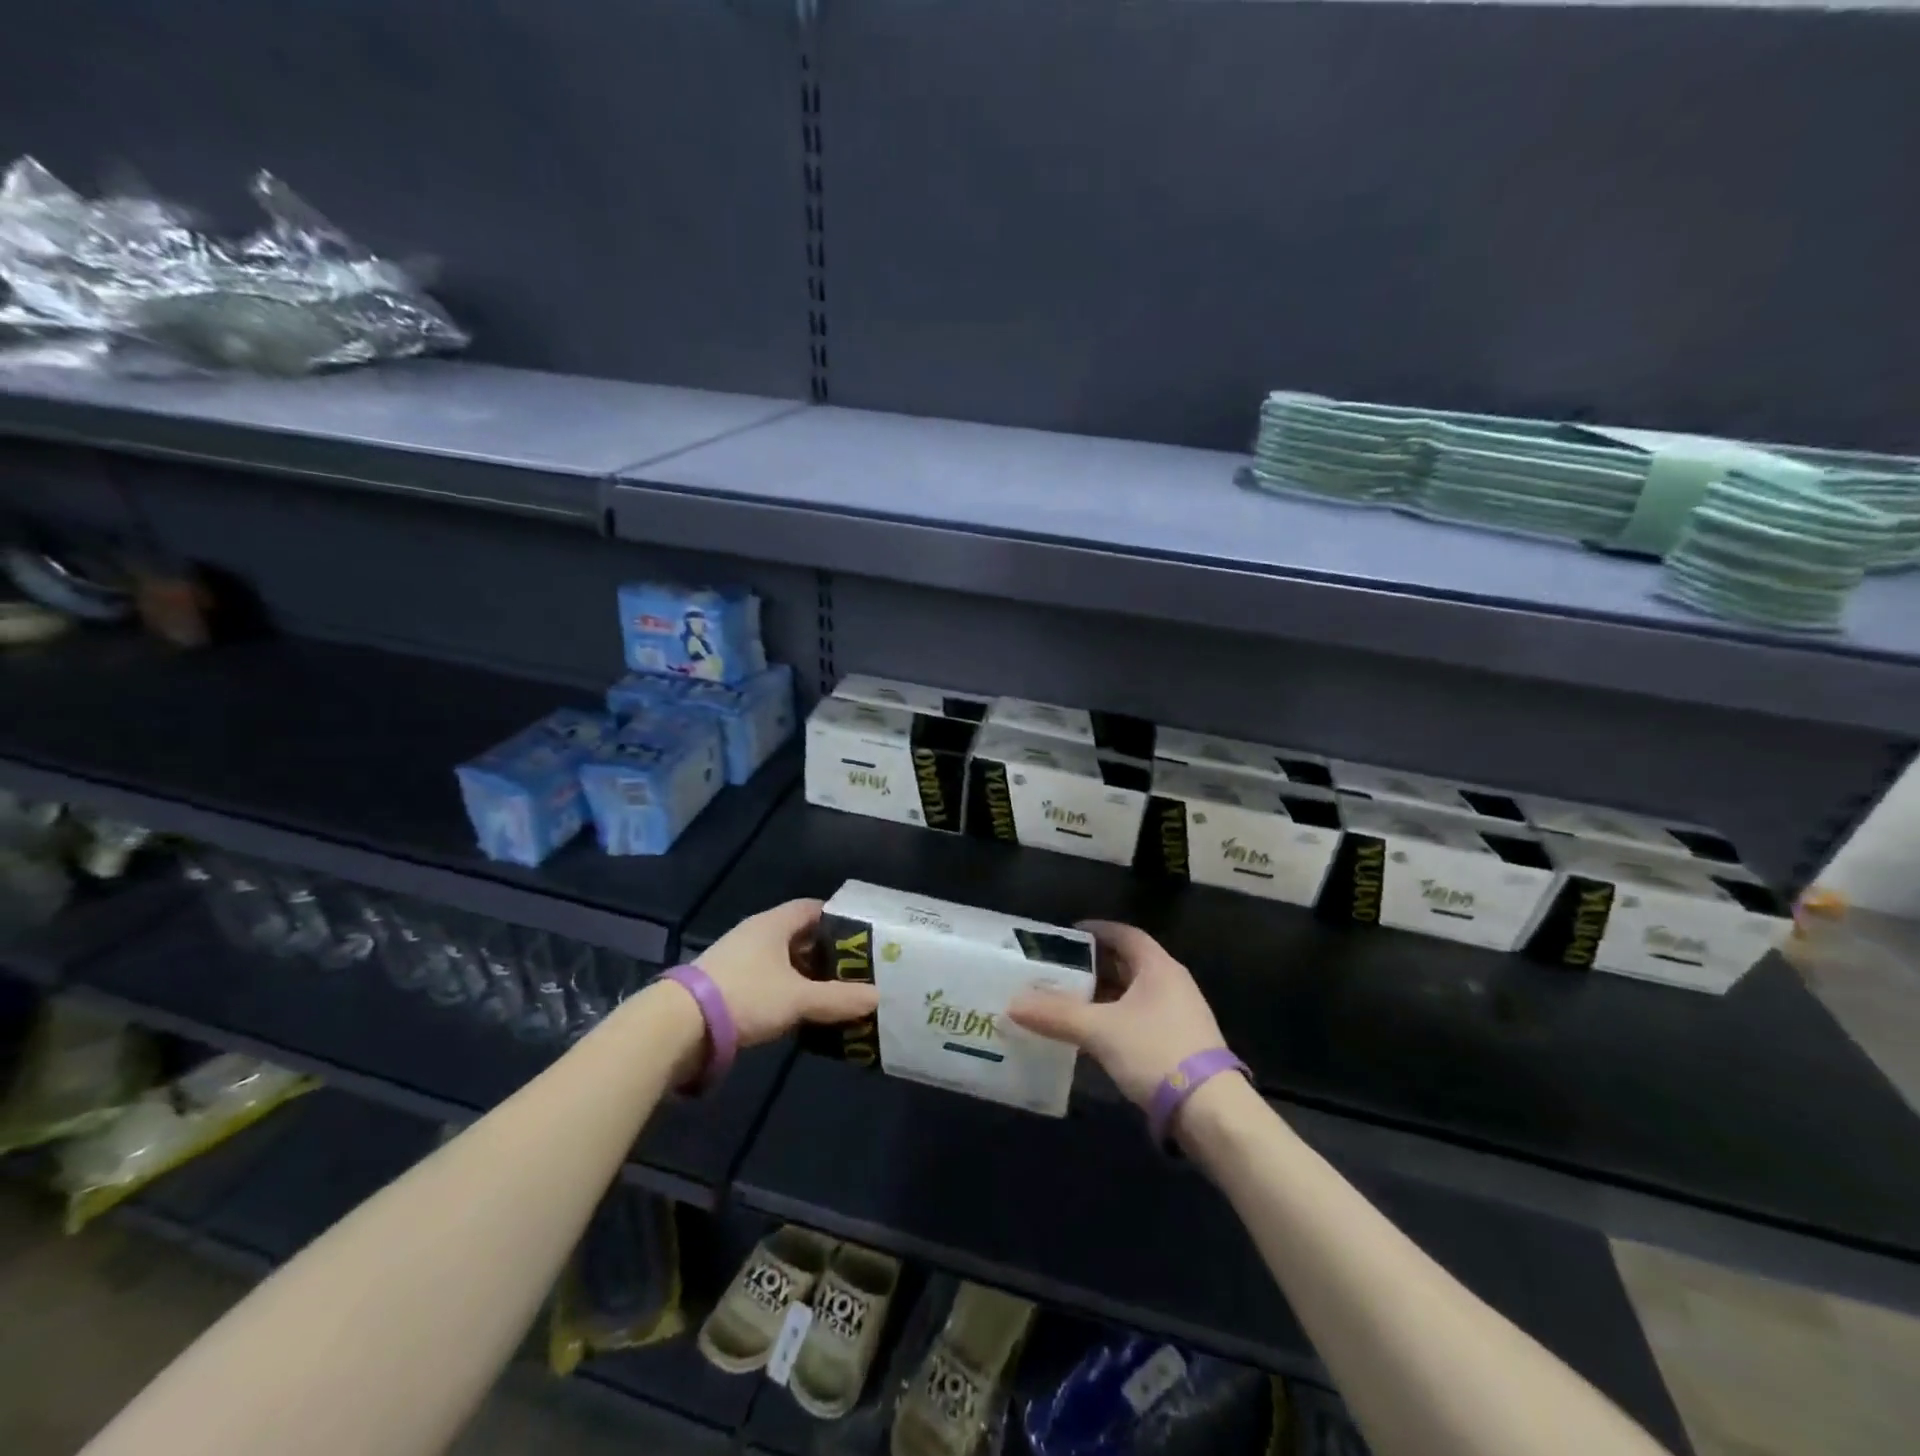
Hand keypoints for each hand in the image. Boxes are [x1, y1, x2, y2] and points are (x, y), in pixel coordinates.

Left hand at [694, 899, 878, 1046]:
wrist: (679, 1025)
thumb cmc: (745, 996)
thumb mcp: (798, 998)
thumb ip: (838, 998)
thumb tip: (877, 997)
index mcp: (773, 924)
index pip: (813, 908)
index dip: (839, 918)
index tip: (863, 935)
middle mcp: (756, 933)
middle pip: (798, 935)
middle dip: (826, 951)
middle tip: (855, 968)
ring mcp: (738, 958)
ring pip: (782, 960)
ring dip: (805, 973)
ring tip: (834, 992)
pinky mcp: (726, 984)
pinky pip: (767, 979)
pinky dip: (786, 989)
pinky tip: (800, 1009)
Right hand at [1009, 921, 1226, 1106]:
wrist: (1211, 1112)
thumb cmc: (1156, 1053)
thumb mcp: (1100, 1030)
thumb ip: (1056, 1015)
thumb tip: (1013, 1003)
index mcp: (1158, 967)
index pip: (1125, 934)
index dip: (1096, 930)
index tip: (1067, 935)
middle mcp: (1172, 983)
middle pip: (1128, 964)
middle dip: (1093, 966)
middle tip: (1058, 970)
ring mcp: (1180, 1015)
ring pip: (1133, 995)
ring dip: (1103, 996)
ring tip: (1067, 1002)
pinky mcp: (1180, 1044)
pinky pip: (1140, 1019)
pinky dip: (1115, 1020)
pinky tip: (1093, 1036)